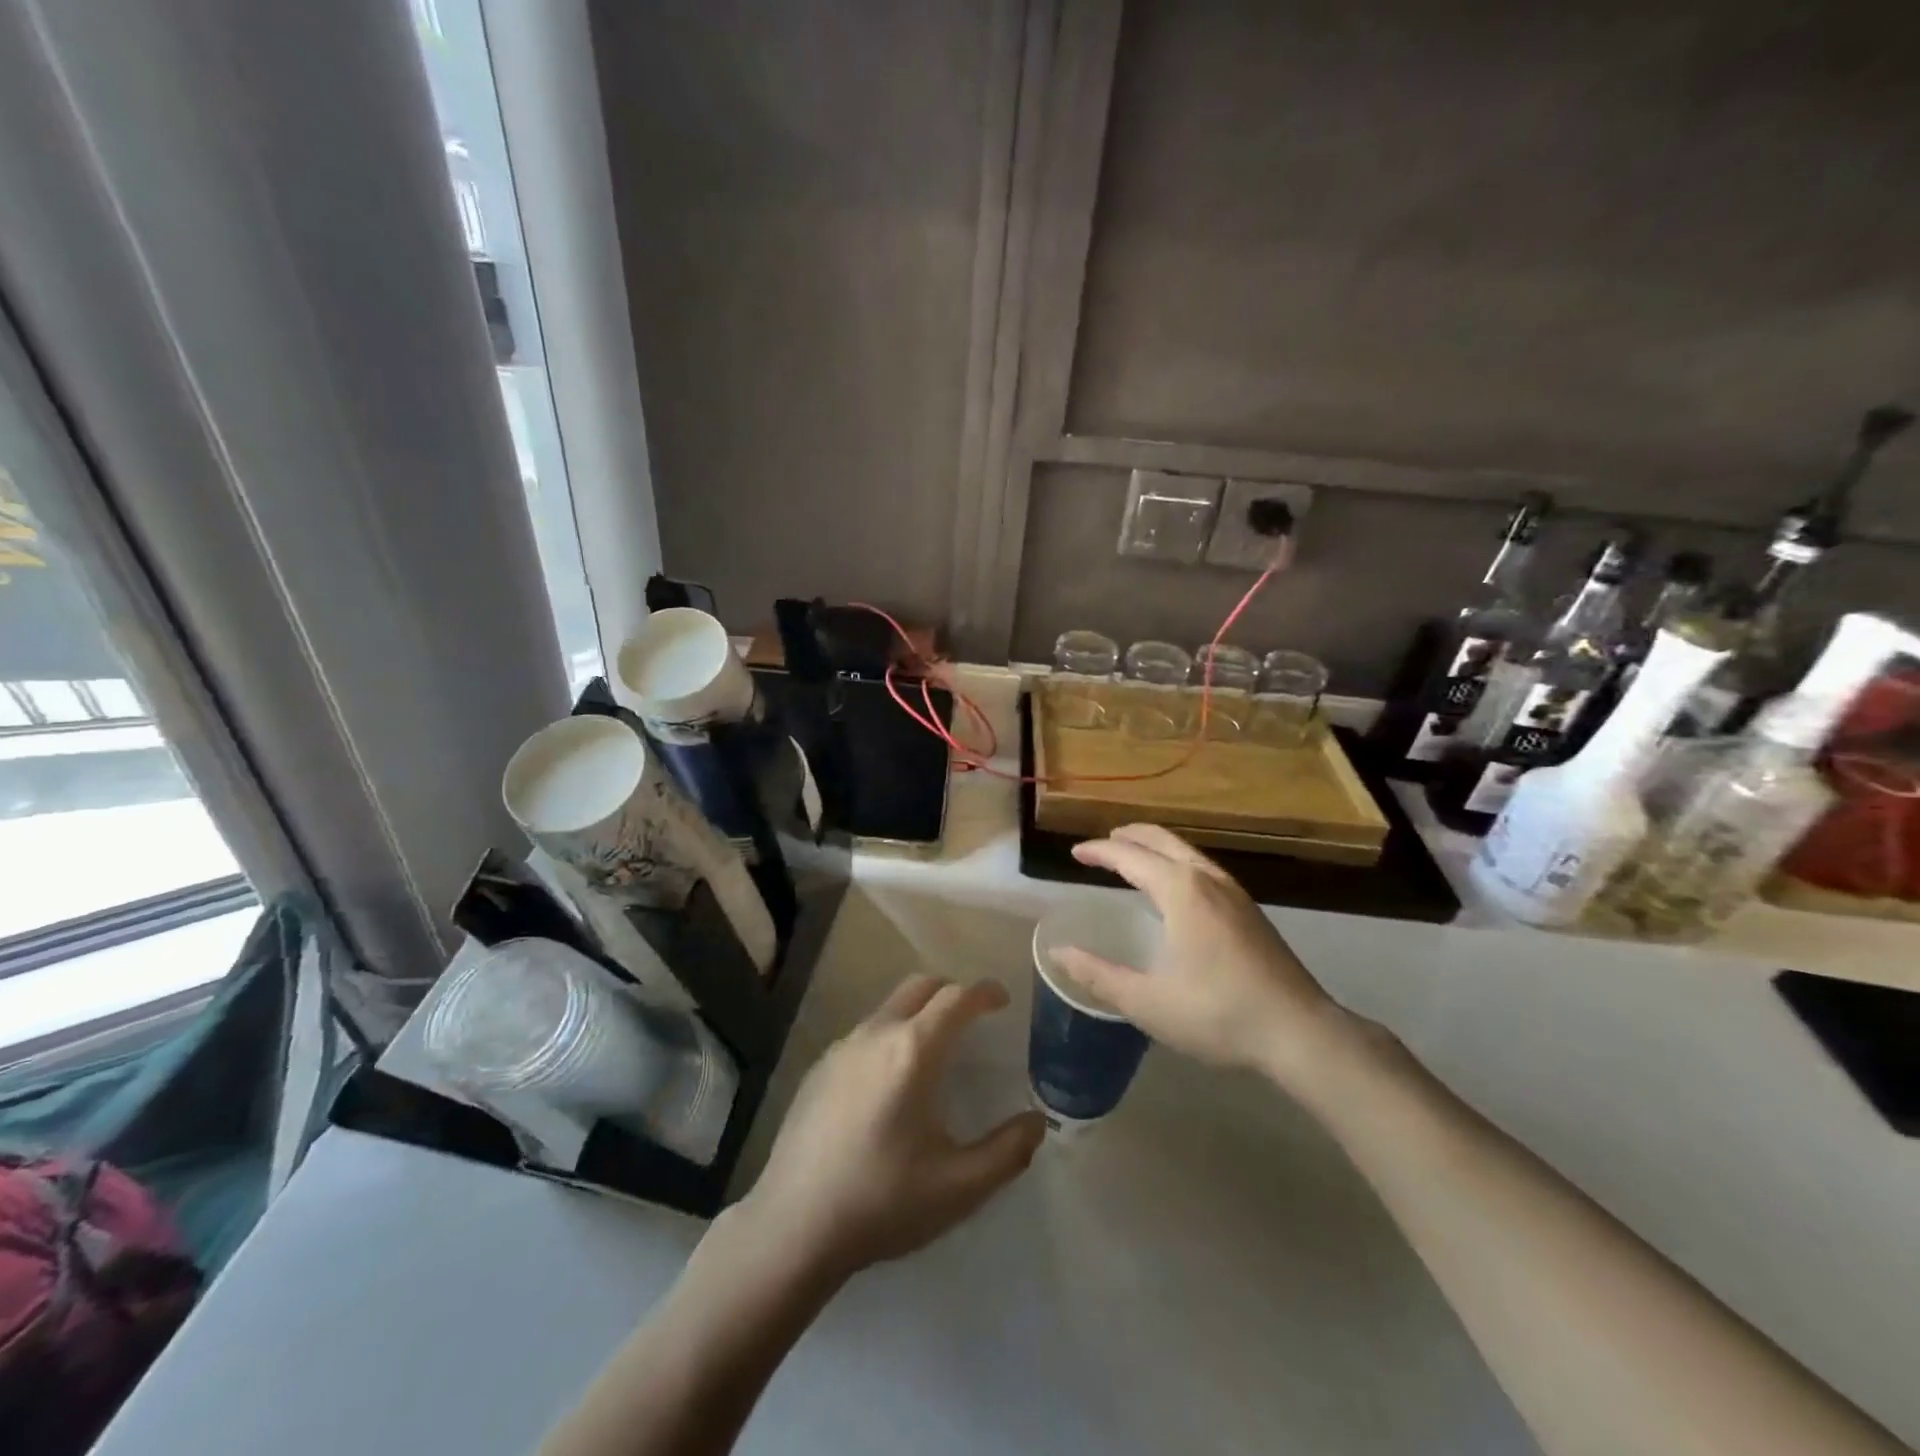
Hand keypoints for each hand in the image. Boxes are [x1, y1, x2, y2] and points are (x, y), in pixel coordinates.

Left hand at [742, 977, 1044, 1281]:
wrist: (793, 1227)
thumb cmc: (882, 1202)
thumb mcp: (959, 1187)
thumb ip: (1007, 1151)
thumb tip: (1037, 1122)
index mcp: (913, 1051)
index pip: (956, 997)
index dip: (984, 992)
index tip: (1002, 1000)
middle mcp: (876, 1034)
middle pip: (920, 986)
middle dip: (951, 991)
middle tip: (973, 1017)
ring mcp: (841, 1048)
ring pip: (889, 1007)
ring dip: (918, 1012)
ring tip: (935, 1050)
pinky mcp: (818, 1068)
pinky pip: (864, 1033)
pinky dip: (890, 1035)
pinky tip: (890, 1082)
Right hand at [1053, 823, 1353, 1086]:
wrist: (1300, 1032)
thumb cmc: (1217, 1013)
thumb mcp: (1147, 1002)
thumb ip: (1098, 975)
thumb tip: (1058, 953)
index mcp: (1180, 890)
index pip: (1129, 856)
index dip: (1099, 851)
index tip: (1075, 852)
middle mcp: (1207, 879)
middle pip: (1162, 840)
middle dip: (1129, 836)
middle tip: (1102, 843)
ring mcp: (1234, 893)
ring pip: (1187, 852)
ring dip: (1155, 847)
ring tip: (1134, 859)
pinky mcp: (1251, 911)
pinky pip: (1203, 869)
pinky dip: (1176, 863)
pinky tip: (1176, 891)